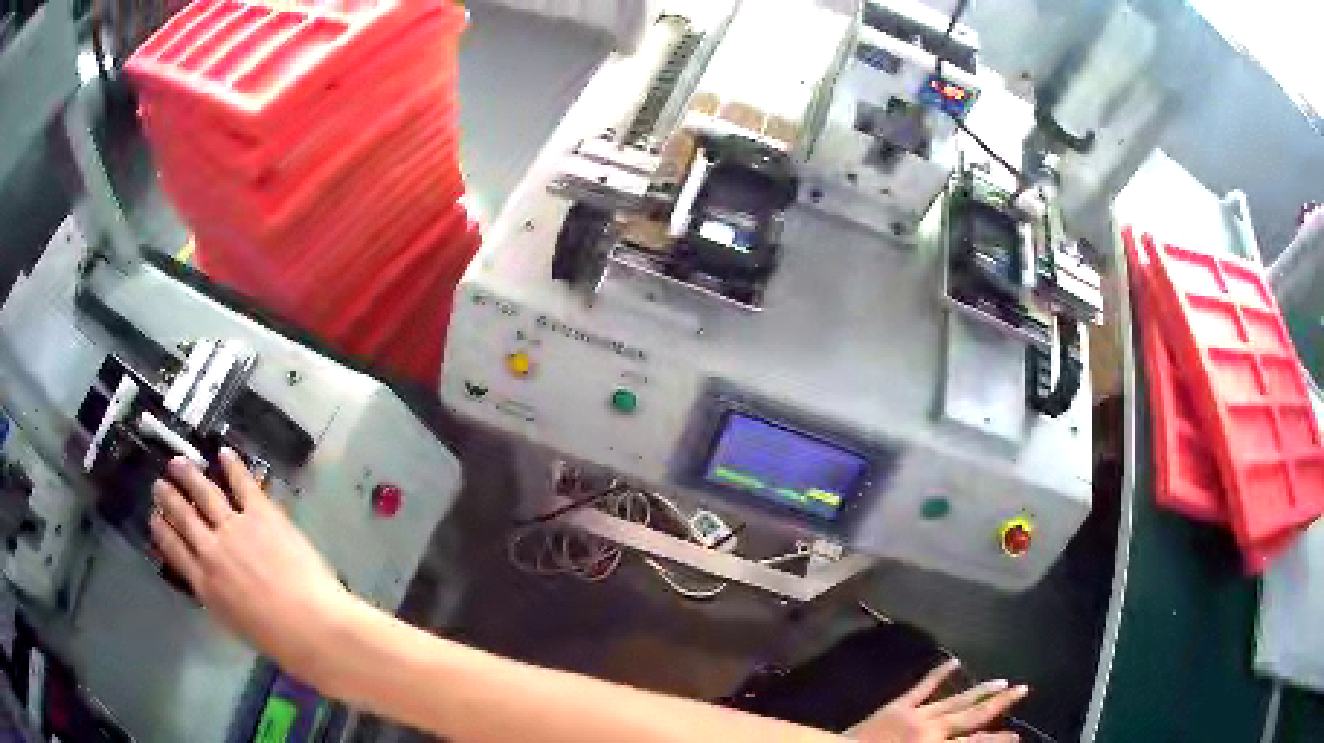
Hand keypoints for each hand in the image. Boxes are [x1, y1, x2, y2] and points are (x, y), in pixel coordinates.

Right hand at [150, 448, 359, 682]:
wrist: (313, 626)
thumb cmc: (280, 641)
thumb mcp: (236, 624)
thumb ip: (219, 597)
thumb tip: (210, 580)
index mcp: (205, 586)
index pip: (174, 550)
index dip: (162, 530)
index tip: (154, 517)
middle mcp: (211, 551)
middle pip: (183, 517)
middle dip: (168, 498)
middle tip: (159, 484)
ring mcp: (234, 528)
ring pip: (204, 492)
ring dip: (188, 475)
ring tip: (177, 463)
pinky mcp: (260, 514)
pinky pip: (242, 482)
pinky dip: (232, 465)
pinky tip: (224, 453)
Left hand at [848, 659, 1026, 742]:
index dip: (997, 740)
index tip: (1017, 735)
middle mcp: (931, 730)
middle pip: (972, 716)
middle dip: (999, 704)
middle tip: (1022, 690)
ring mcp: (915, 715)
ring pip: (954, 700)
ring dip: (979, 690)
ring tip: (1002, 680)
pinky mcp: (897, 706)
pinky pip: (922, 687)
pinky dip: (938, 674)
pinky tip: (954, 660)